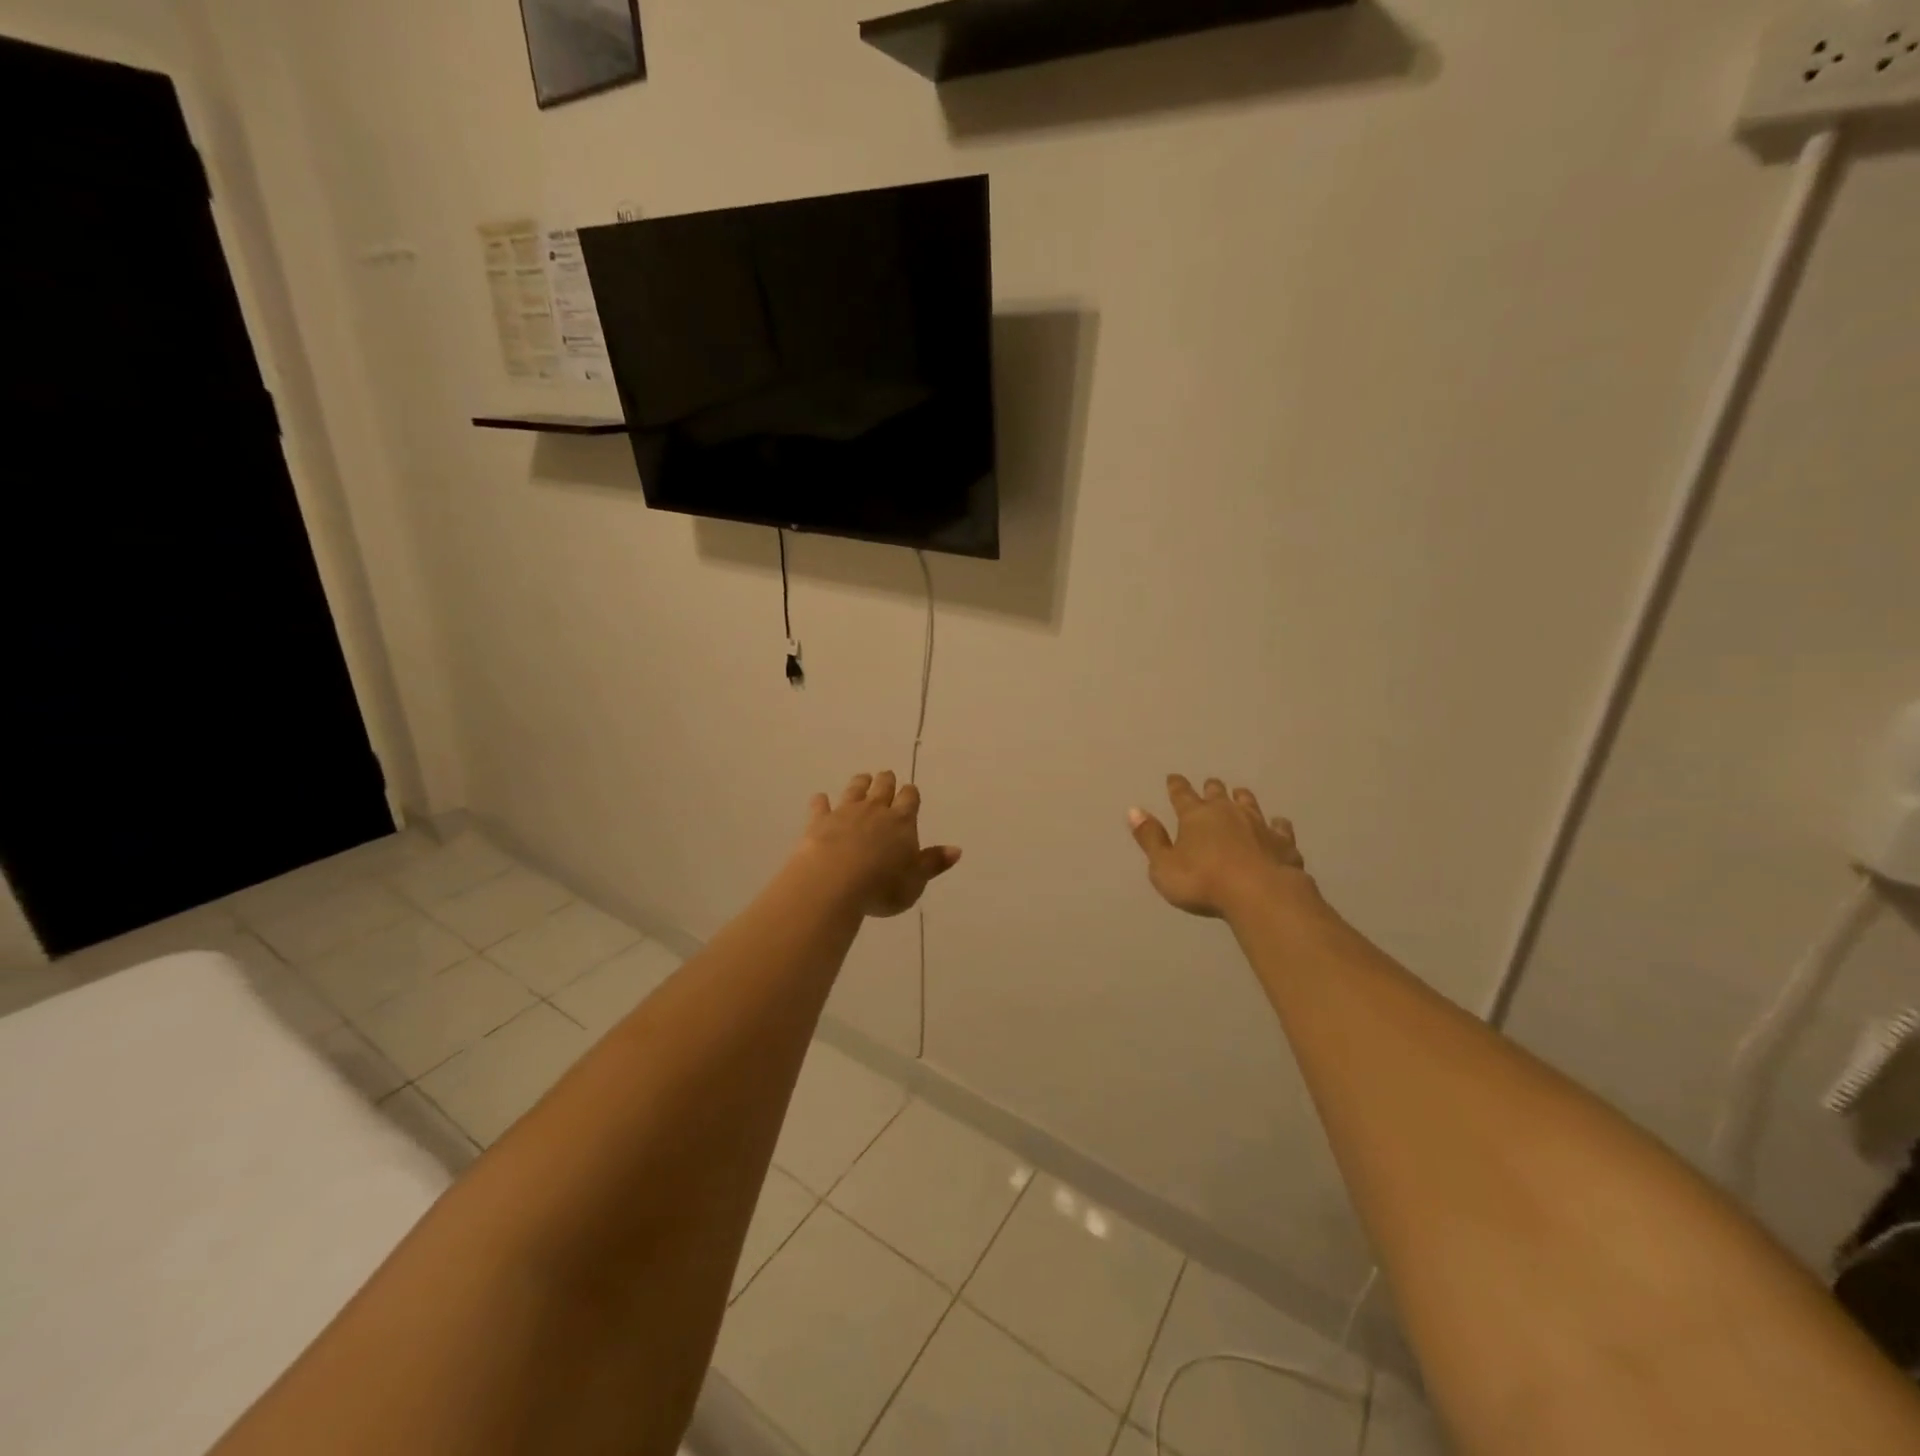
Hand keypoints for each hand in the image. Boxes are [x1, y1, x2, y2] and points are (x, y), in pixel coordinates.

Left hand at [795, 772, 961, 918]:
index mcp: (902, 821)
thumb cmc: (882, 886)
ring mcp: (845, 812)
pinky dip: (821, 801)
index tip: (910, 792)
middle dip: (886, 781)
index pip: (910, 798)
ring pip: (855, 789)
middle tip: (886, 777)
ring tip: (863, 779)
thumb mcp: (916, 881)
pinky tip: (820, 799)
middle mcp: (875, 810)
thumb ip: (933, 863)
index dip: (910, 794)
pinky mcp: (819, 821)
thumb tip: (956, 850)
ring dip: (860, 783)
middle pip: (883, 787)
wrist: (834, 882)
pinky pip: (821, 805)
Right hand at [1129, 775, 1308, 919]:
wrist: (1261, 894)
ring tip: (1240, 794)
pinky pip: (1279, 827)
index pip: (1181, 795)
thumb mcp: (1164, 866)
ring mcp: (1258, 824)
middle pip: (1217, 793)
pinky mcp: (1283, 842)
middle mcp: (1227, 812)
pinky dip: (1276, 824)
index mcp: (1195, 816)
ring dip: (1242, 798)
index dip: (1176, 786)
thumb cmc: (1203, 882)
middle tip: (1210, 784)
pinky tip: (1278, 824)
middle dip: (1211, 788)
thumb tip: (1134, 811)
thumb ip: (1150, 839)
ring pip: (1248, 803)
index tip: (1173, 777)